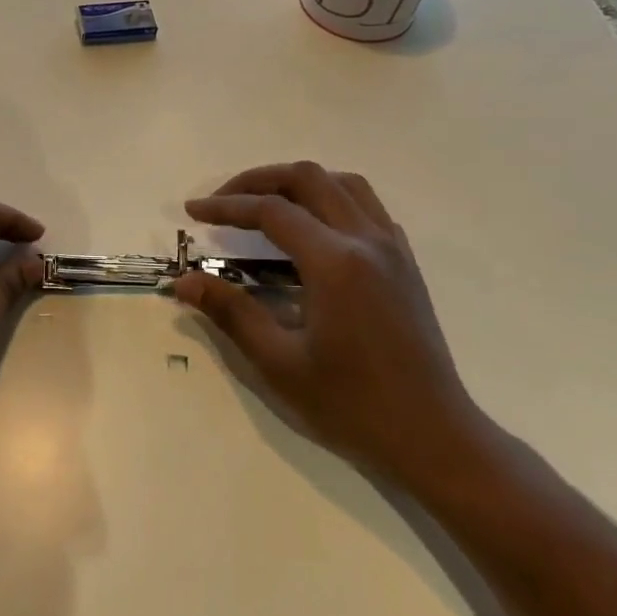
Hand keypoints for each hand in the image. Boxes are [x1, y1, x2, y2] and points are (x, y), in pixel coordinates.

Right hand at [173, 162, 487, 489]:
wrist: (434, 437)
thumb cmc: (352, 405)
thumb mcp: (280, 363)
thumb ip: (230, 313)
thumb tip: (183, 282)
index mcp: (335, 262)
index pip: (271, 211)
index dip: (226, 206)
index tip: (192, 212)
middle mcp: (366, 240)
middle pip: (307, 178)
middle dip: (258, 180)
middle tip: (223, 202)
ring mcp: (392, 248)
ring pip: (343, 183)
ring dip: (298, 183)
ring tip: (265, 204)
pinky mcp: (405, 263)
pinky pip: (367, 207)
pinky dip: (332, 199)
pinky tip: (314, 230)